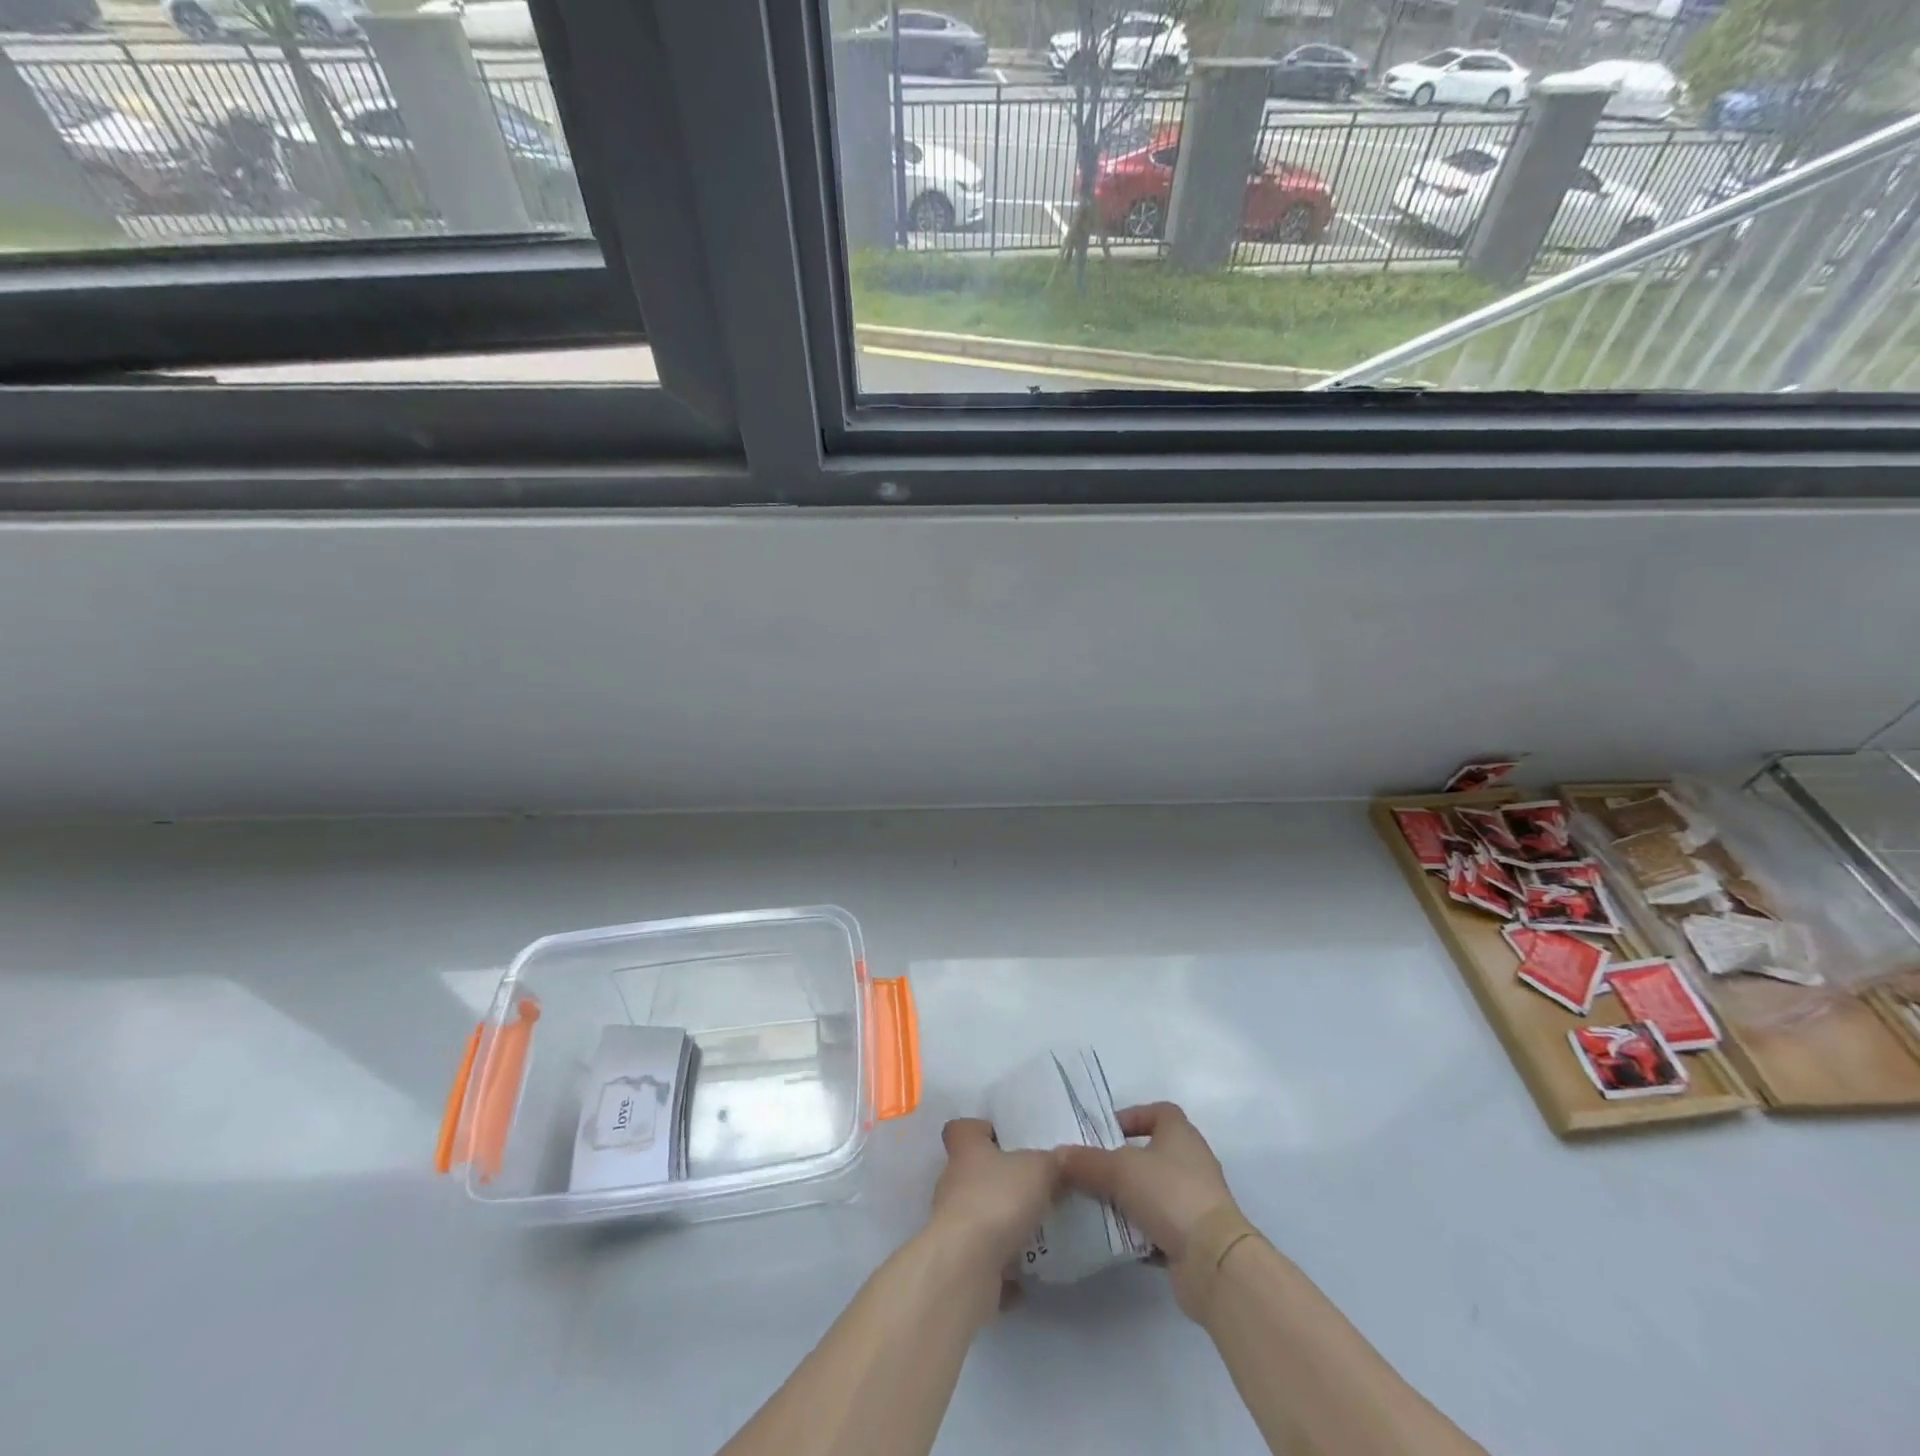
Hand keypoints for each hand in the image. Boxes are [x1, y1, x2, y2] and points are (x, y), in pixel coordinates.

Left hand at [928, 1118, 1064, 1279]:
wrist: (966, 1266)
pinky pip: (984, 1261)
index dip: (980, 1130)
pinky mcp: (958, 1263)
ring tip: (1036, 1233)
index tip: (1003, 1138)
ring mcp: (952, 1225)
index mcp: (966, 1150)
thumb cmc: (998, 1200)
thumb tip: (1063, 1158)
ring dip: (1002, 1226)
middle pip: (973, 1174)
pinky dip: (1003, 1267)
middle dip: (1000, 1182)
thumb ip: (1053, 1162)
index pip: (962, 1129)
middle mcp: (953, 1183)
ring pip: (980, 1217)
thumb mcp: (1039, 1170)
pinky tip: (1029, 1275)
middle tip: (1033, 1189)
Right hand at [1057, 1102, 1239, 1319]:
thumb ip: (1086, 1161)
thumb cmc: (1169, 1194)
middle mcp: (1192, 1161)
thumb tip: (1057, 1155)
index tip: (1105, 1133)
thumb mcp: (1119, 1170)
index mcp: (1180, 1133)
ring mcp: (1196, 1200)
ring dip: (1130, 1198)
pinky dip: (1141, 1230)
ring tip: (1098, 1204)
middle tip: (1093, 1170)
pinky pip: (1160, 1225)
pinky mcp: (1194, 1236)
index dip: (1132, 1117)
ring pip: (1155, 1191)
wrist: (1213, 1261)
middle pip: (1153, 1153)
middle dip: (1123, 1162)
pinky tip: (1117, 1238)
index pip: (1158, 1112)